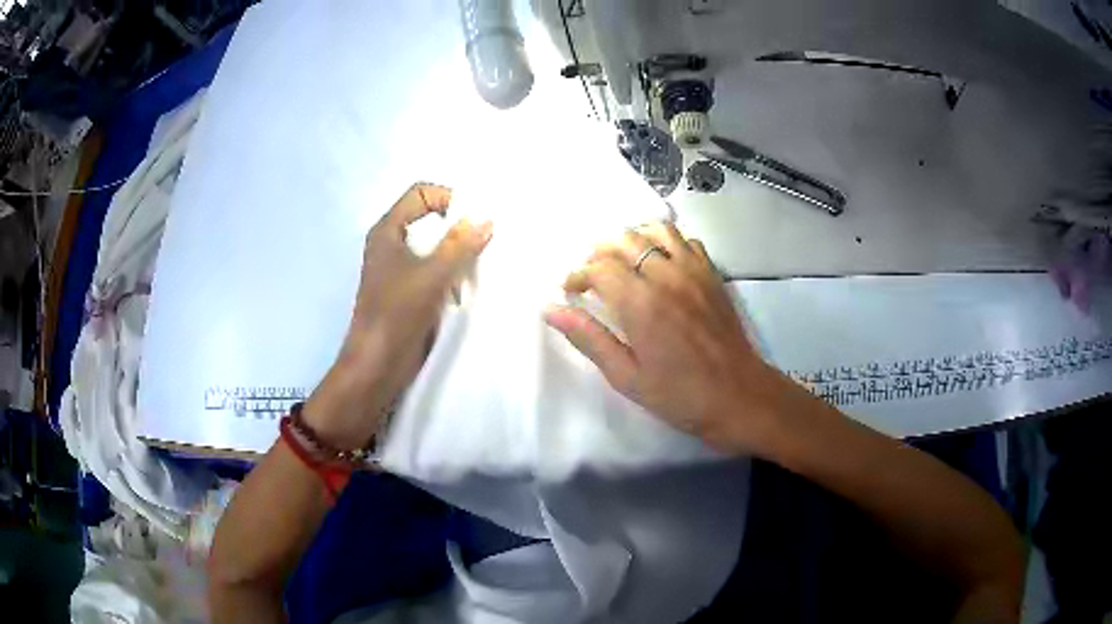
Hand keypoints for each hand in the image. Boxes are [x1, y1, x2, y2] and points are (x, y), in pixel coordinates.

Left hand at [305, 183, 492, 448]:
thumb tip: (486, 218)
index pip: (421, 194)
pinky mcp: (410, 292)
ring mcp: (400, 270)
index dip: (448, 197)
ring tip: (486, 261)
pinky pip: (436, 270)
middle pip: (430, 219)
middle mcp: (392, 244)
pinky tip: (473, 283)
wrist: (377, 365)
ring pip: (435, 246)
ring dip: (459, 251)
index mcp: (388, 231)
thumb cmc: (396, 314)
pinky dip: (454, 271)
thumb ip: (459, 245)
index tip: (476, 218)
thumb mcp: (430, 275)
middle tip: (489, 238)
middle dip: (460, 225)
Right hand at [545, 221, 794, 453]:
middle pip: (623, 240)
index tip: (571, 291)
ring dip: (632, 240)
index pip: (598, 267)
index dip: (578, 275)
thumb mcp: (626, 376)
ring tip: (624, 264)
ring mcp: (693, 271)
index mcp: (641, 303)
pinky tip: (660, 265)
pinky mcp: (712, 274)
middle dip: (599, 253)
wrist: (738, 395)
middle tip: (593, 278)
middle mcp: (666, 275)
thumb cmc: (679, 394)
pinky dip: (666, 243)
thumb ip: (589, 338)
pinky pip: (685, 240)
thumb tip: (550, 310)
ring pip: (655, 231)